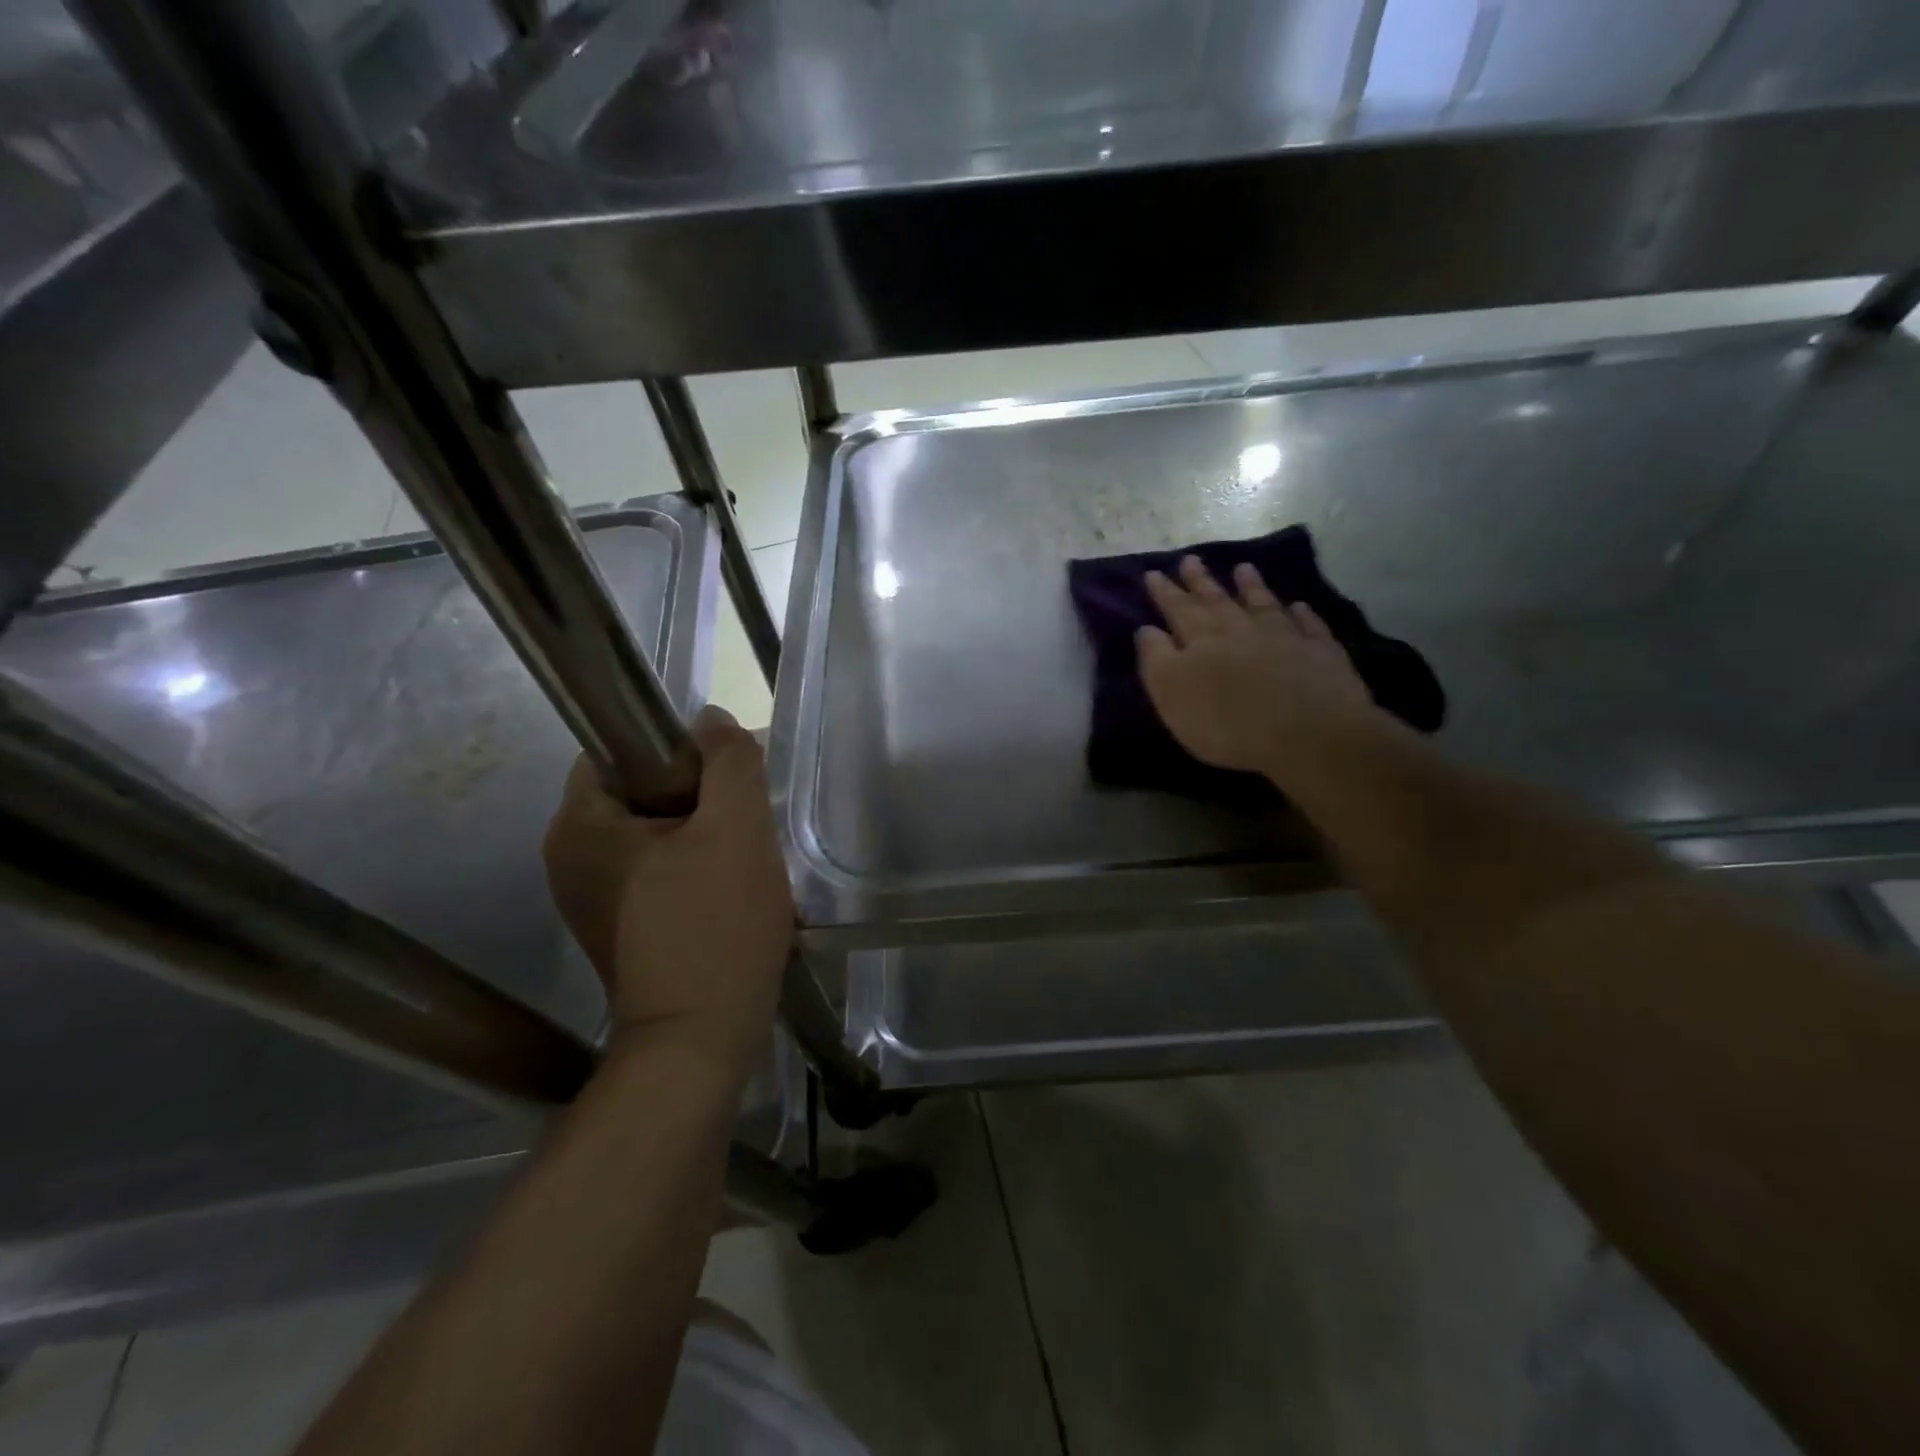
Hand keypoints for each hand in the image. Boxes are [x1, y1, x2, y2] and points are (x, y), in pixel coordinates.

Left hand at [542, 707, 794, 1078]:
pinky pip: (655, 873)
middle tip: (743, 825)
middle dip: (698, 799)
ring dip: (701, 837)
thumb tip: (710, 721)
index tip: (723, 780)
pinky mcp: (615, 928)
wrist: (699, 1041)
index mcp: (579, 823)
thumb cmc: (715, 926)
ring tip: (742, 863)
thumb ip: (729, 760)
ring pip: (653, 834)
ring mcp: (588, 898)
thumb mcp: (737, 828)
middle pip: (641, 792)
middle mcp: (567, 857)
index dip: (677, 750)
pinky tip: (728, 896)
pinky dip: (691, 872)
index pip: (620, 749)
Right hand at [1138, 555, 1385, 780]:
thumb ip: (1156, 660)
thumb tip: (1147, 629)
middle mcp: (1241, 629)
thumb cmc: (1228, 724)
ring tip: (1243, 568)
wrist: (1308, 734)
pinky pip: (1308, 625)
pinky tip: (1298, 606)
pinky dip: (1301, 614)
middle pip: (1217, 600)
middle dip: (1200, 581)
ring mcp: (1284, 637)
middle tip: (1190, 559)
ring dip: (1251, 586)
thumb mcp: (1173, 695)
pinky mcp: (1320, 652)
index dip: (1164, 592)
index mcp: (1201, 640)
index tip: (1153, 572)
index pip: (1178, 609)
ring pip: (1262, 604)